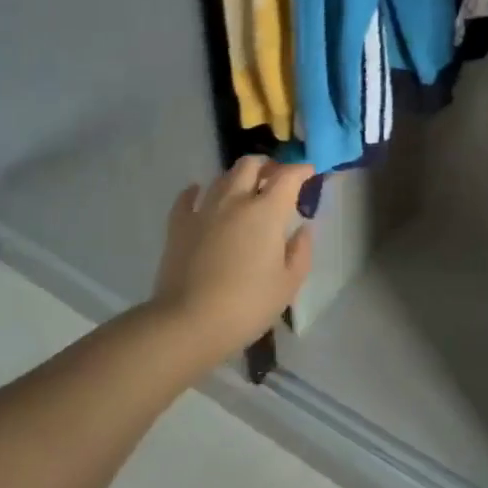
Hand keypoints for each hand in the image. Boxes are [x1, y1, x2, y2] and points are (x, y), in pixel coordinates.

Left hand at [150, 156, 314, 366]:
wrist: (189, 322)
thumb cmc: (247, 305)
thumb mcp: (288, 284)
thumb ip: (301, 252)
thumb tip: (303, 230)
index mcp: (267, 212)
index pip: (288, 176)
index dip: (301, 170)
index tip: (309, 172)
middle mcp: (235, 201)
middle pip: (250, 165)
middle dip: (267, 165)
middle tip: (276, 178)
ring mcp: (204, 210)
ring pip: (222, 177)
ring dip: (238, 178)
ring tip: (245, 190)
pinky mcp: (178, 225)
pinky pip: (187, 198)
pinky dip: (196, 191)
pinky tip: (199, 194)